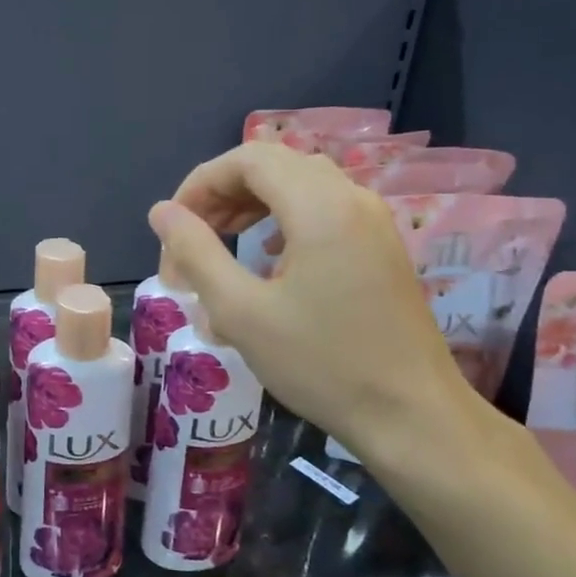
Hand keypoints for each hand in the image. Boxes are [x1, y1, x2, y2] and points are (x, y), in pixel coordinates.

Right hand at [149, 143, 476, 467]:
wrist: (413, 417)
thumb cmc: (322, 365)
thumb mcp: (241, 312)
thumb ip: (196, 253)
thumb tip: (161, 212)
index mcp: (320, 206)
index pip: (248, 159)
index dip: (200, 183)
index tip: (172, 227)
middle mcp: (352, 199)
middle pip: (275, 165)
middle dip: (223, 193)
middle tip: (190, 237)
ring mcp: (374, 222)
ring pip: (301, 184)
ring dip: (252, 204)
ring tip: (220, 241)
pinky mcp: (382, 248)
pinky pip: (325, 209)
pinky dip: (284, 219)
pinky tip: (269, 258)